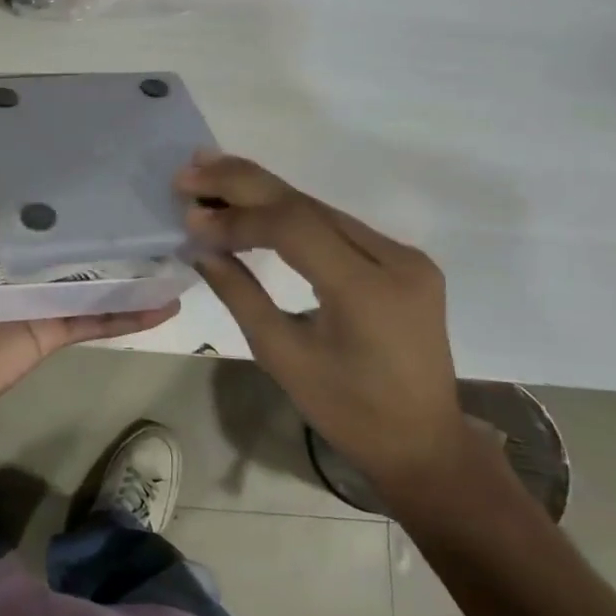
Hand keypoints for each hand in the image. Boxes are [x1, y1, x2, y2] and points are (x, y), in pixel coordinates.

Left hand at [0, 129, 179, 439]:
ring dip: (130, 262)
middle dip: (100, 213)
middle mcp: (19, 262)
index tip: (82, 147)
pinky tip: (170, 301)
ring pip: (93, 273)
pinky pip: (99, 318)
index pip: (26, 198)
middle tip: (145, 185)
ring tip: (174, 238)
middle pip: (67, 234)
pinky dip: (133, 312)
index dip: (50, 175)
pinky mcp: (55, 329)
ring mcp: (42, 297)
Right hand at [177, 153, 464, 501]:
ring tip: (210, 175)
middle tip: (190, 170)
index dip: (237, 218)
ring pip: (320, 208)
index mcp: (367, 291)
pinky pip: (335, 225)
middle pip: (307, 204)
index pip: (293, 229)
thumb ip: (240, 294)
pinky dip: (289, 213)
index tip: (190, 217)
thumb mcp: (284, 357)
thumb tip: (200, 247)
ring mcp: (404, 255)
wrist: (425, 444)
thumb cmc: (350, 413)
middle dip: (243, 182)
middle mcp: (394, 259)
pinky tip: (254, 203)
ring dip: (263, 192)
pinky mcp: (402, 259)